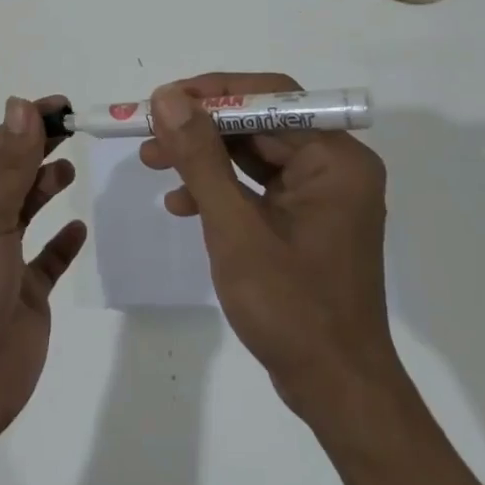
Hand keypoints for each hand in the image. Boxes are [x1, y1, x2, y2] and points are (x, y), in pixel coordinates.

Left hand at [0, 96, 87, 455]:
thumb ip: (10, 165)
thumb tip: (21, 106)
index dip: (24, 125)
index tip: (60, 105)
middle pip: (8, 179)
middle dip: (37, 152)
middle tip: (76, 128)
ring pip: (24, 214)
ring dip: (44, 189)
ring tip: (69, 169)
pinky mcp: (22, 298)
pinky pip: (45, 261)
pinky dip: (60, 243)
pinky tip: (77, 227)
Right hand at [142, 74, 402, 424]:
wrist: (336, 392)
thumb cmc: (291, 309)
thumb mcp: (235, 228)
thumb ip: (201, 158)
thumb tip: (167, 97)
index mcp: (336, 158)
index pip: (271, 98)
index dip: (212, 92)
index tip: (162, 100)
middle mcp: (335, 166)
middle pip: (259, 123)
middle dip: (201, 128)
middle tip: (148, 132)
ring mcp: (321, 194)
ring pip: (253, 153)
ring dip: (203, 157)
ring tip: (151, 161)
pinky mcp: (306, 219)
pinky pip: (258, 185)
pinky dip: (220, 188)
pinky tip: (181, 204)